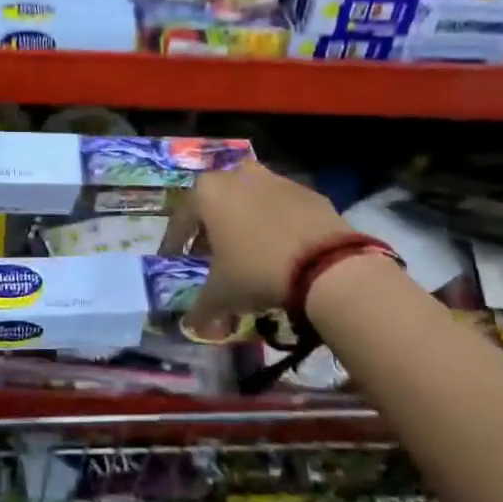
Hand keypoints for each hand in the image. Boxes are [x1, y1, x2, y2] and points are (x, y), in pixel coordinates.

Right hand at [179, 160, 351, 333]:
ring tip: (248, 250)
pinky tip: (281, 249)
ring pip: (250, 200)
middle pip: (216, 202)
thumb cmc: (256, 271)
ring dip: (244, 220)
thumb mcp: (221, 295)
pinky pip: (282, 206)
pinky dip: (276, 223)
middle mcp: (237, 175)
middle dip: (211, 227)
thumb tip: (192, 325)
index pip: (181, 219)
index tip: (174, 259)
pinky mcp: (308, 191)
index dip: (175, 242)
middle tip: (211, 253)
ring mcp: (276, 179)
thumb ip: (201, 308)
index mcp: (207, 192)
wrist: (328, 266)